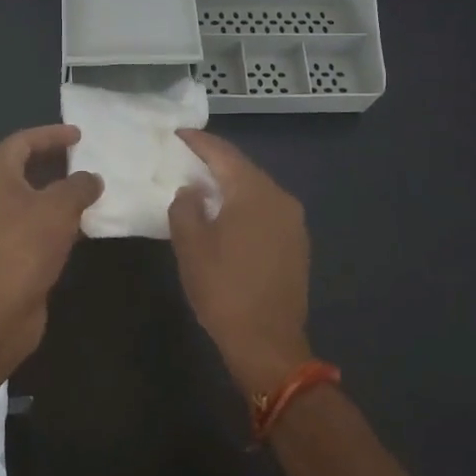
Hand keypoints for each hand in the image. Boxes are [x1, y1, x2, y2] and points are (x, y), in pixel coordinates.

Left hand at [0, 124, 102, 369]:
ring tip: (86, 191)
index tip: (79, 135)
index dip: (51, 134)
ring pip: (26, 198)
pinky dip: (51, 219)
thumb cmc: (24, 248)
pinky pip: (28, 224)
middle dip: (53, 161)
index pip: (21, 142)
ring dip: (55, 192)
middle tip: (83, 159)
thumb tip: (91, 179)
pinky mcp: (0, 253)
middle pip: (21, 168)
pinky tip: (77, 227)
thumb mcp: (59, 208)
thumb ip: (79, 186)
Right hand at [168, 129, 313, 393]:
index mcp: (254, 193)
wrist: (267, 342)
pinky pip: (266, 210)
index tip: (179, 133)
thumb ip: (185, 208)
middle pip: (243, 169)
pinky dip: (244, 205)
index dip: (199, 142)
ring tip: (203, 185)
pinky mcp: (297, 243)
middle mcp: (280, 198)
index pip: (224, 155)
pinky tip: (227, 215)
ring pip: (256, 190)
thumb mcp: (191, 246)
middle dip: (215, 162)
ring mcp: (293, 221)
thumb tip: (191, 191)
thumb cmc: (223, 289)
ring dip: (231, 185)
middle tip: (188, 157)